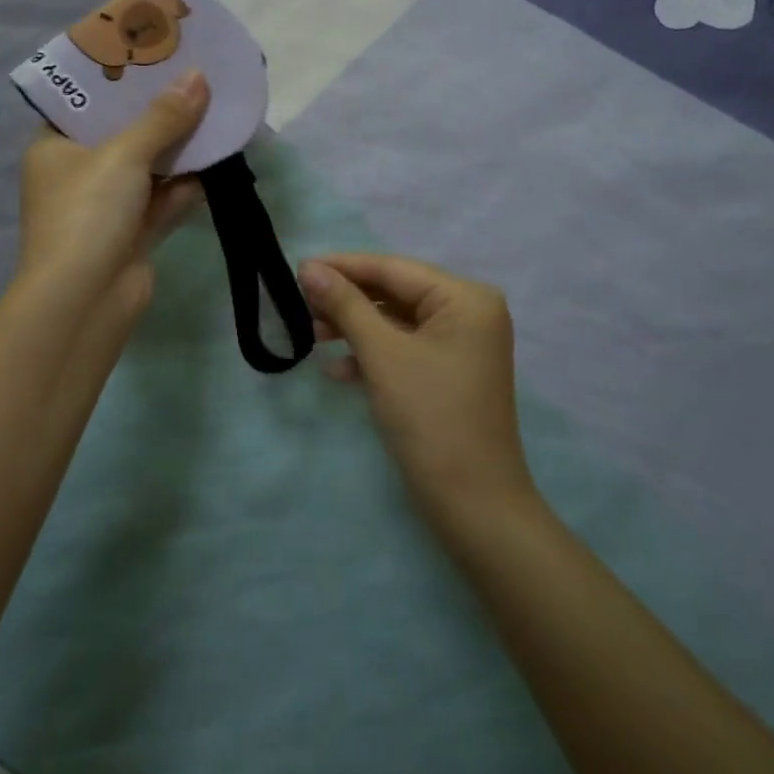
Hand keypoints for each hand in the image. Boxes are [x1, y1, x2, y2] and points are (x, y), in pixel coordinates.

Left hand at [16, 69, 209, 330]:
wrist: (84, 302)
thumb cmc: (87, 213)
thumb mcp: (123, 155)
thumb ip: (163, 117)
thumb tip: (198, 78)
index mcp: (54, 146)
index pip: (84, 101)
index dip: (117, 77)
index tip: (151, 52)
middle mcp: (77, 173)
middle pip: (122, 131)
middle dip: (158, 110)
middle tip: (191, 74)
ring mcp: (106, 206)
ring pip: (148, 166)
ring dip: (178, 146)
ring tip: (214, 108)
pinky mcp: (133, 233)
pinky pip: (163, 198)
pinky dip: (186, 183)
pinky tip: (217, 158)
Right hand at [299, 254, 538, 533]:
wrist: (475, 507)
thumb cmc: (431, 419)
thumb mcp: (382, 355)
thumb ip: (346, 305)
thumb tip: (309, 267)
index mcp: (465, 298)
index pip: (394, 269)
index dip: (344, 266)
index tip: (298, 266)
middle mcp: (469, 312)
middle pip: (395, 293)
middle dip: (347, 301)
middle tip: (300, 303)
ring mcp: (462, 345)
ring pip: (396, 322)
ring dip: (355, 328)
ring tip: (311, 334)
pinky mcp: (449, 373)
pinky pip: (405, 348)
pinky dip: (373, 354)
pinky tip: (337, 370)